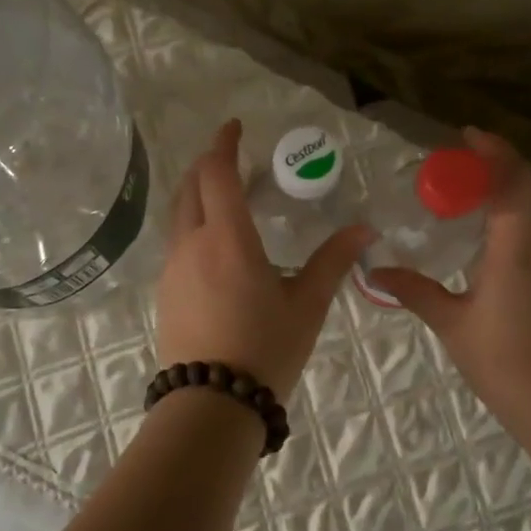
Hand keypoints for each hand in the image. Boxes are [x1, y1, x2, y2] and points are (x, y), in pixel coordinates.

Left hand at [156, 119, 371, 398]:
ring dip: (197, 192)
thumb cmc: (265, 349)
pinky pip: (176, 240)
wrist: (211, 403)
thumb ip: (332, 261)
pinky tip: (212, 241)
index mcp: (227, 238)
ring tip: (224, 194)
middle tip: (233, 157)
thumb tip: (365, 229)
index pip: (217, 173)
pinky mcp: (165, 290)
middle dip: (209, 163)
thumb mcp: (307, 305)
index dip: (224, 144)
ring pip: (178, 213)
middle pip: (191, 186)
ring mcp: (172, 267)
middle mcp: (192, 243)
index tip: (235, 127)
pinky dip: (191, 221)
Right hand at [368, 128, 530, 436]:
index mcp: (517, 246)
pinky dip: (516, 218)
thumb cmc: (502, 360)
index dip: (493, 150)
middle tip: (460, 166)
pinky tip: (490, 238)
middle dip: (498, 167)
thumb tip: (374, 271)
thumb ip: (413, 290)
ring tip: (471, 196)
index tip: (465, 136)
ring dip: (509, 192)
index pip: (513, 179)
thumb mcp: (450, 321)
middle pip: (529, 187)